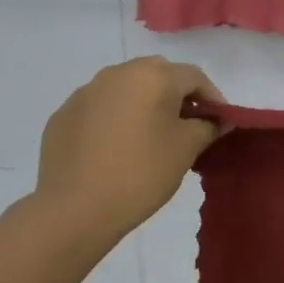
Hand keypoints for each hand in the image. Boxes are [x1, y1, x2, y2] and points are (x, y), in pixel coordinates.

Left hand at [34, 57, 225, 244]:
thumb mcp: (186, 150)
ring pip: (126, 88)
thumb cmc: (141, 173)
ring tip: (150, 137)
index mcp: (152, 76)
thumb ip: (207, 127)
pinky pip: (100, 108)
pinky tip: (116, 148)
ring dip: (143, 104)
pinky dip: (115, 118)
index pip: (194, 76)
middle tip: (186, 126)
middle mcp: (118, 73)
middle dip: (176, 96)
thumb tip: (218, 120)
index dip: (212, 98)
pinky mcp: (64, 114)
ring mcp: (86, 92)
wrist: (74, 209)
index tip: (219, 123)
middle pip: (158, 75)